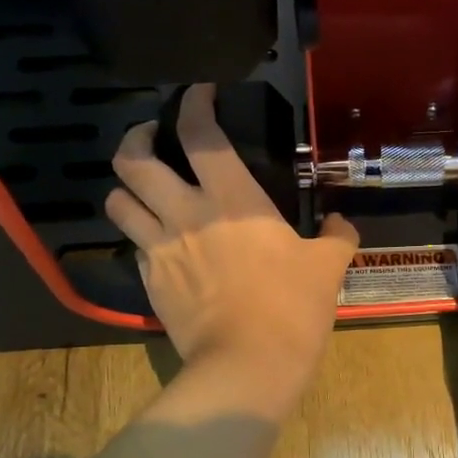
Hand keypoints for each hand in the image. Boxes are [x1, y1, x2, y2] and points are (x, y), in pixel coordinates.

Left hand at [106, 85, 358, 409]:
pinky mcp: (149, 282)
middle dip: (136, 137)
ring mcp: (160, 249)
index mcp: (231, 199)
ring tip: (144, 188)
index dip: (194, 102)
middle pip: (133, 160)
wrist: (248, 364)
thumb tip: (340, 224)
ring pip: (117, 201)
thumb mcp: (328, 266)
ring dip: (126, 187)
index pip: (200, 133)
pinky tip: (160, 242)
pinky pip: (133, 245)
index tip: (199, 93)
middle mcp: (185, 213)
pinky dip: (141, 234)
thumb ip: (336, 236)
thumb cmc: (292, 307)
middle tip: (153, 136)